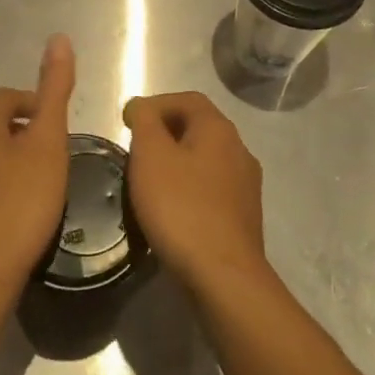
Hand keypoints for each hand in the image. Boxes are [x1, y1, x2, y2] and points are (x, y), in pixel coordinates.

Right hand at [122, 92, 267, 296]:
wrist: (223, 275)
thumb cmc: (181, 207)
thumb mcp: (150, 155)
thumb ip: (144, 121)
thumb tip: (141, 107)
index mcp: (219, 129)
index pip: (187, 99)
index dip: (156, 104)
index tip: (128, 122)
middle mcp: (239, 149)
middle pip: (198, 127)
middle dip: (165, 132)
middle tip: (135, 151)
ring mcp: (246, 185)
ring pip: (205, 159)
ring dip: (177, 162)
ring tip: (149, 181)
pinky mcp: (243, 216)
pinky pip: (211, 189)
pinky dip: (189, 188)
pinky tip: (171, 209)